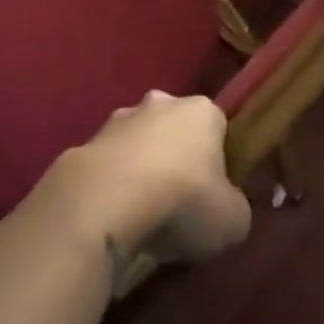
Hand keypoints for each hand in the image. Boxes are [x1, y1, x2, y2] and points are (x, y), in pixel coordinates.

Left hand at [39, 92, 250, 269]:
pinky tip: (115, 217)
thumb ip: (235, 209)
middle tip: (180, 204)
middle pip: (175, 130)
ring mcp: (119, 118)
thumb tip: (228, 210)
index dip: (219, 162)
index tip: (215, 194)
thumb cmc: (182, 200)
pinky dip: (113, 185)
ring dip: (142, 170)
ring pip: (140, 144)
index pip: (217, 128)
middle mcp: (161, 103)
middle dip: (177, 159)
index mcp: (202, 111)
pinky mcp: (87, 142)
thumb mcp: (232, 220)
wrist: (106, 201)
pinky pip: (110, 165)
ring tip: (143, 216)